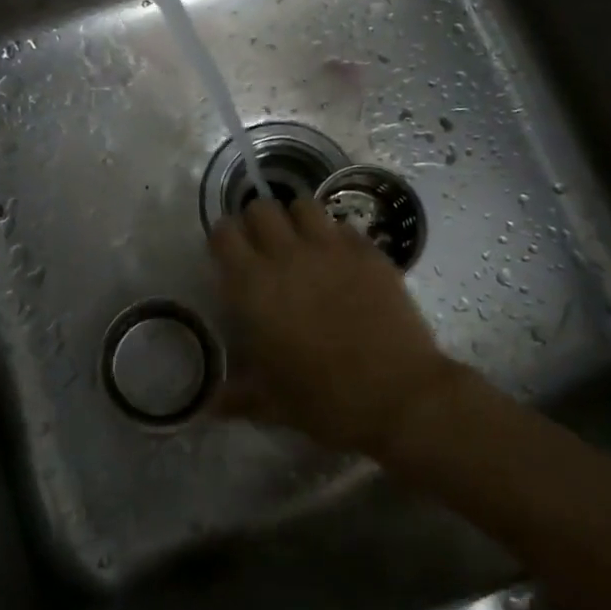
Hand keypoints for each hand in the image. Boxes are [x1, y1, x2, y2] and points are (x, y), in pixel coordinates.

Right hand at [208, 197, 458, 457]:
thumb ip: (238, 395)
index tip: (230, 255)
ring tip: (304, 243)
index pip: (224, 233)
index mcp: (253, 287)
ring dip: (297, 220)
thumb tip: (211, 404)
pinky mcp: (368, 251)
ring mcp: (331, 248)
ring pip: (303, 205)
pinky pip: (344, 227)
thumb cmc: (326, 402)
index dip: (224, 239)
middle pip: (261, 208)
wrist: (399, 396)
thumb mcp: (273, 404)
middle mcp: (286, 256)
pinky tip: (343, 262)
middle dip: (258, 222)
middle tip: (266, 247)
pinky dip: (338, 238)